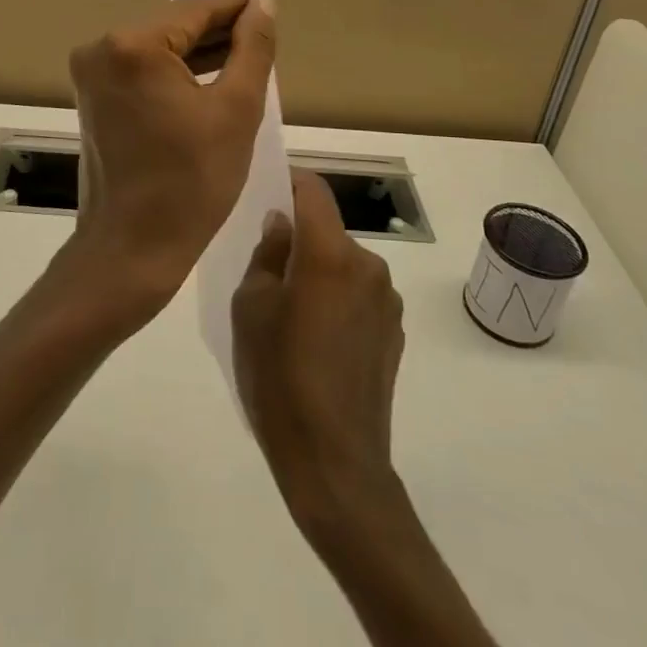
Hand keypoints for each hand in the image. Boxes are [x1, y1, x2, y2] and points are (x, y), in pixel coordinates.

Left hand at [61, 0, 276, 321]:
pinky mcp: (93, 95)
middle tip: (262, 34)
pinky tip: (210, 75)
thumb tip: (263, 4)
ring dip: (198, 50)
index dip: (234, 4)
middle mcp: (102, 48)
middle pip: (173, 25)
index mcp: (133, 45)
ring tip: (245, 54)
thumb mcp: (236, 110)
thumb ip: (252, 49)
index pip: (195, 10)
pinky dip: (175, 71)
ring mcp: (92, 73)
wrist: (132, 248)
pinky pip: (142, 68)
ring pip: (158, 47)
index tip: (265, 1)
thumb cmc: (192, 182)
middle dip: (217, 29)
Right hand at [233, 170, 405, 532]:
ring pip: (343, 264)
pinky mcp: (395, 333)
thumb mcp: (251, 308)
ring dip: (319, 272)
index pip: (314, 189)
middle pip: (328, 230)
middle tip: (267, 269)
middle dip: (299, 238)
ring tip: (292, 313)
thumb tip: (282, 224)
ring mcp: (387, 301)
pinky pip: (358, 296)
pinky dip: (337, 300)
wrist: (335, 464)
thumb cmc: (280, 378)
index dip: (289, 181)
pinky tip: (318, 342)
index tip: (266, 192)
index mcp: (330, 253)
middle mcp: (367, 265)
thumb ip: (267, 254)